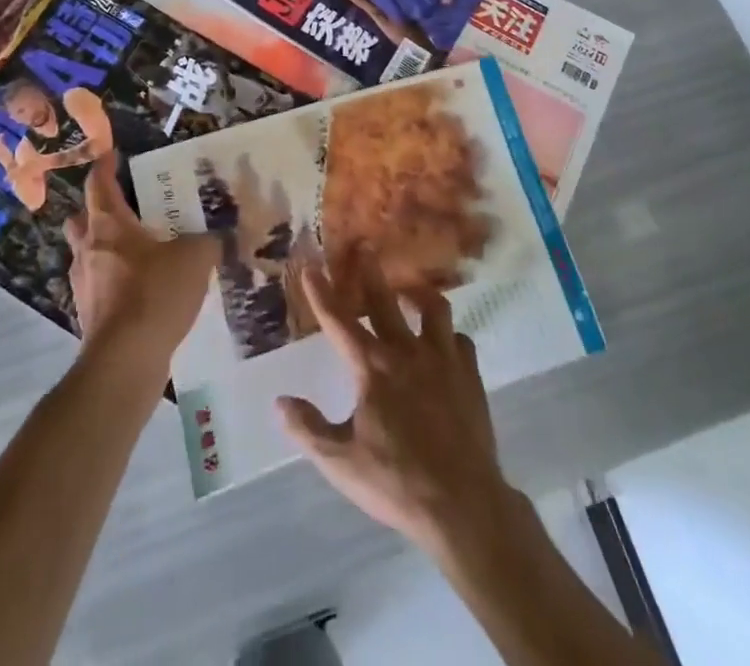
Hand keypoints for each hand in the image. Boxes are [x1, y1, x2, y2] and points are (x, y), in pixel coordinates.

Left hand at [64, 162, 219, 381]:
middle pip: (82, 220)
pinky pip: (99, 287)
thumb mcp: (195, 258)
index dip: (104, 167)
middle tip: (124, 209)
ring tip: (138, 252)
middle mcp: (88, 250)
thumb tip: (218, 238)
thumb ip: (208, 242)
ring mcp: (85, 285)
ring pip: (88, 255)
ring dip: (105, 249)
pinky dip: (114, 282)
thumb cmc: (154, 294)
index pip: (98, 184)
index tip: (110, 154)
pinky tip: (140, 290)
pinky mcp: (90, 317)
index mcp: (107, 225)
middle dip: (96, 211)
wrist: (125, 362)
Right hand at [276, 253, 519, 556]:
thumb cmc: (396, 482)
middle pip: (385, 299)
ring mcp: (442, 359)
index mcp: (372, 367)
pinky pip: (460, 340)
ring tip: (408, 288)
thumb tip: (279, 401)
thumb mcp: (340, 463)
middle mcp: (406, 351)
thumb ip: (308, 429)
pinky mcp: (470, 374)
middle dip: (369, 271)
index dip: (321, 292)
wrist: (463, 504)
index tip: (310, 265)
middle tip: (363, 246)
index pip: (339, 321)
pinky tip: (443, 341)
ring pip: (432, 308)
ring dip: (418, 293)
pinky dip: (448, 335)